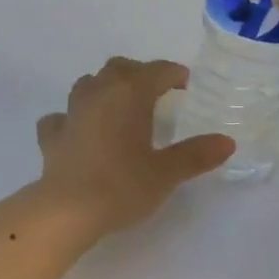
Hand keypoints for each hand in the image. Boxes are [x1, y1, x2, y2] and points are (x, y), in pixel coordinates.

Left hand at [35, 58, 234, 234]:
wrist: (68, 210)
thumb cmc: (122, 186)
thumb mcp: (166, 172)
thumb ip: (196, 154)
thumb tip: (227, 142)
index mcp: (130, 94)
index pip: (156, 71)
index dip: (173, 73)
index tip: (185, 84)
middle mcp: (98, 93)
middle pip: (119, 68)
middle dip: (138, 74)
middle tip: (155, 92)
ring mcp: (71, 112)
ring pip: (88, 84)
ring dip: (104, 88)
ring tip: (118, 106)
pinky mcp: (51, 136)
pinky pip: (61, 117)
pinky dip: (72, 118)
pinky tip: (78, 131)